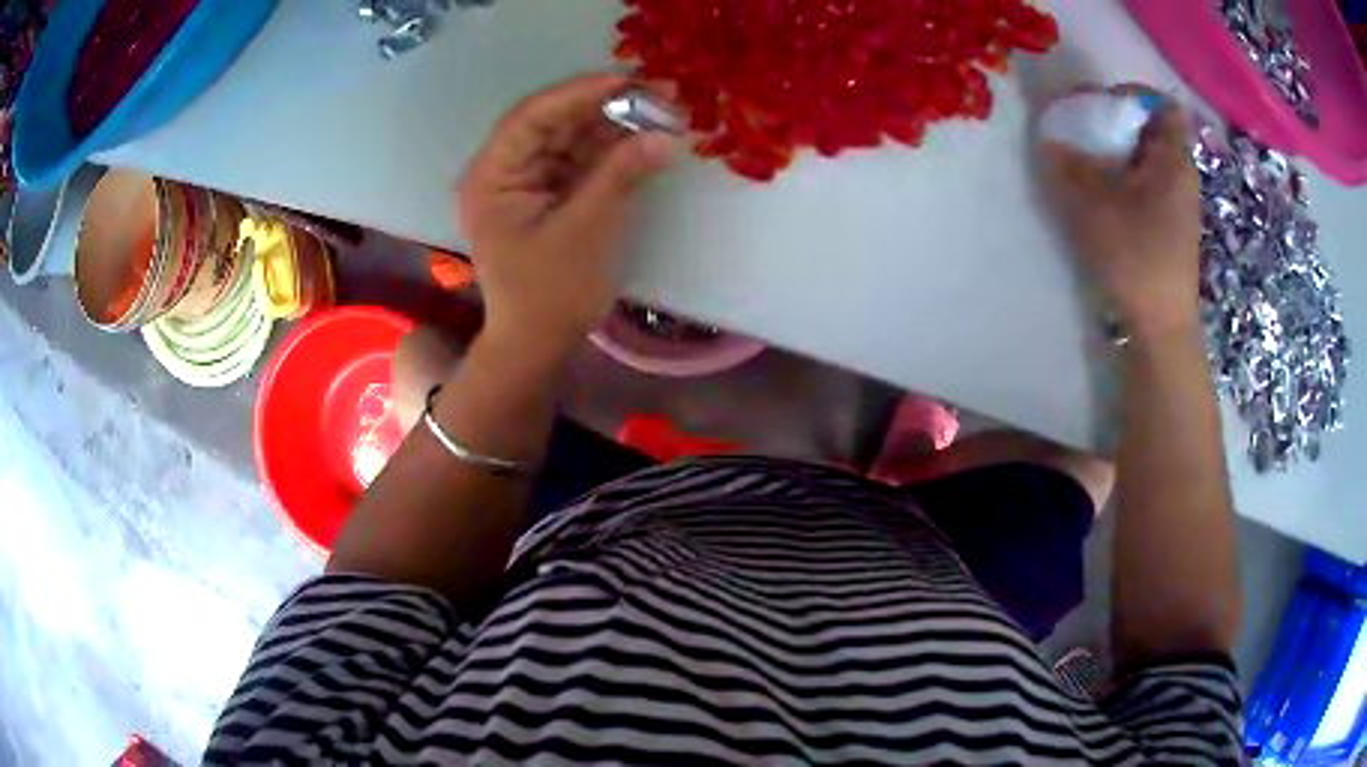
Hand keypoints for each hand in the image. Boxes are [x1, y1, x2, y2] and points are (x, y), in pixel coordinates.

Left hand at [459, 74, 680, 362]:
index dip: (581, 93)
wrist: (537, 346)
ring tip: (662, 112)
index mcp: (492, 176)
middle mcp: (504, 171)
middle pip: (554, 122)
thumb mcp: (586, 229)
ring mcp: (527, 182)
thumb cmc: (550, 294)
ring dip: (614, 126)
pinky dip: (612, 152)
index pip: (533, 116)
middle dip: (605, 107)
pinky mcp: (549, 196)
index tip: (631, 81)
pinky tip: (645, 140)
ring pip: (571, 139)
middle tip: (659, 93)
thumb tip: (666, 135)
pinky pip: (581, 162)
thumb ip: (621, 174)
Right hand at [1042, 104, 1201, 341]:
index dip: (1132, 96)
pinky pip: (1144, 183)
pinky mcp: (1167, 226)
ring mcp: (1176, 203)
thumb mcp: (1095, 206)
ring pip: (1146, 158)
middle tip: (1081, 130)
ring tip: (1084, 162)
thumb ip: (1069, 166)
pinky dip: (1122, 178)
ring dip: (1115, 152)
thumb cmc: (1137, 258)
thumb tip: (1049, 138)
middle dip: (1115, 122)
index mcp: (1173, 160)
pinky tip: (1099, 195)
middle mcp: (1180, 175)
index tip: (1098, 104)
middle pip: (1151, 129)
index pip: (1163, 105)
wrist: (1160, 326)